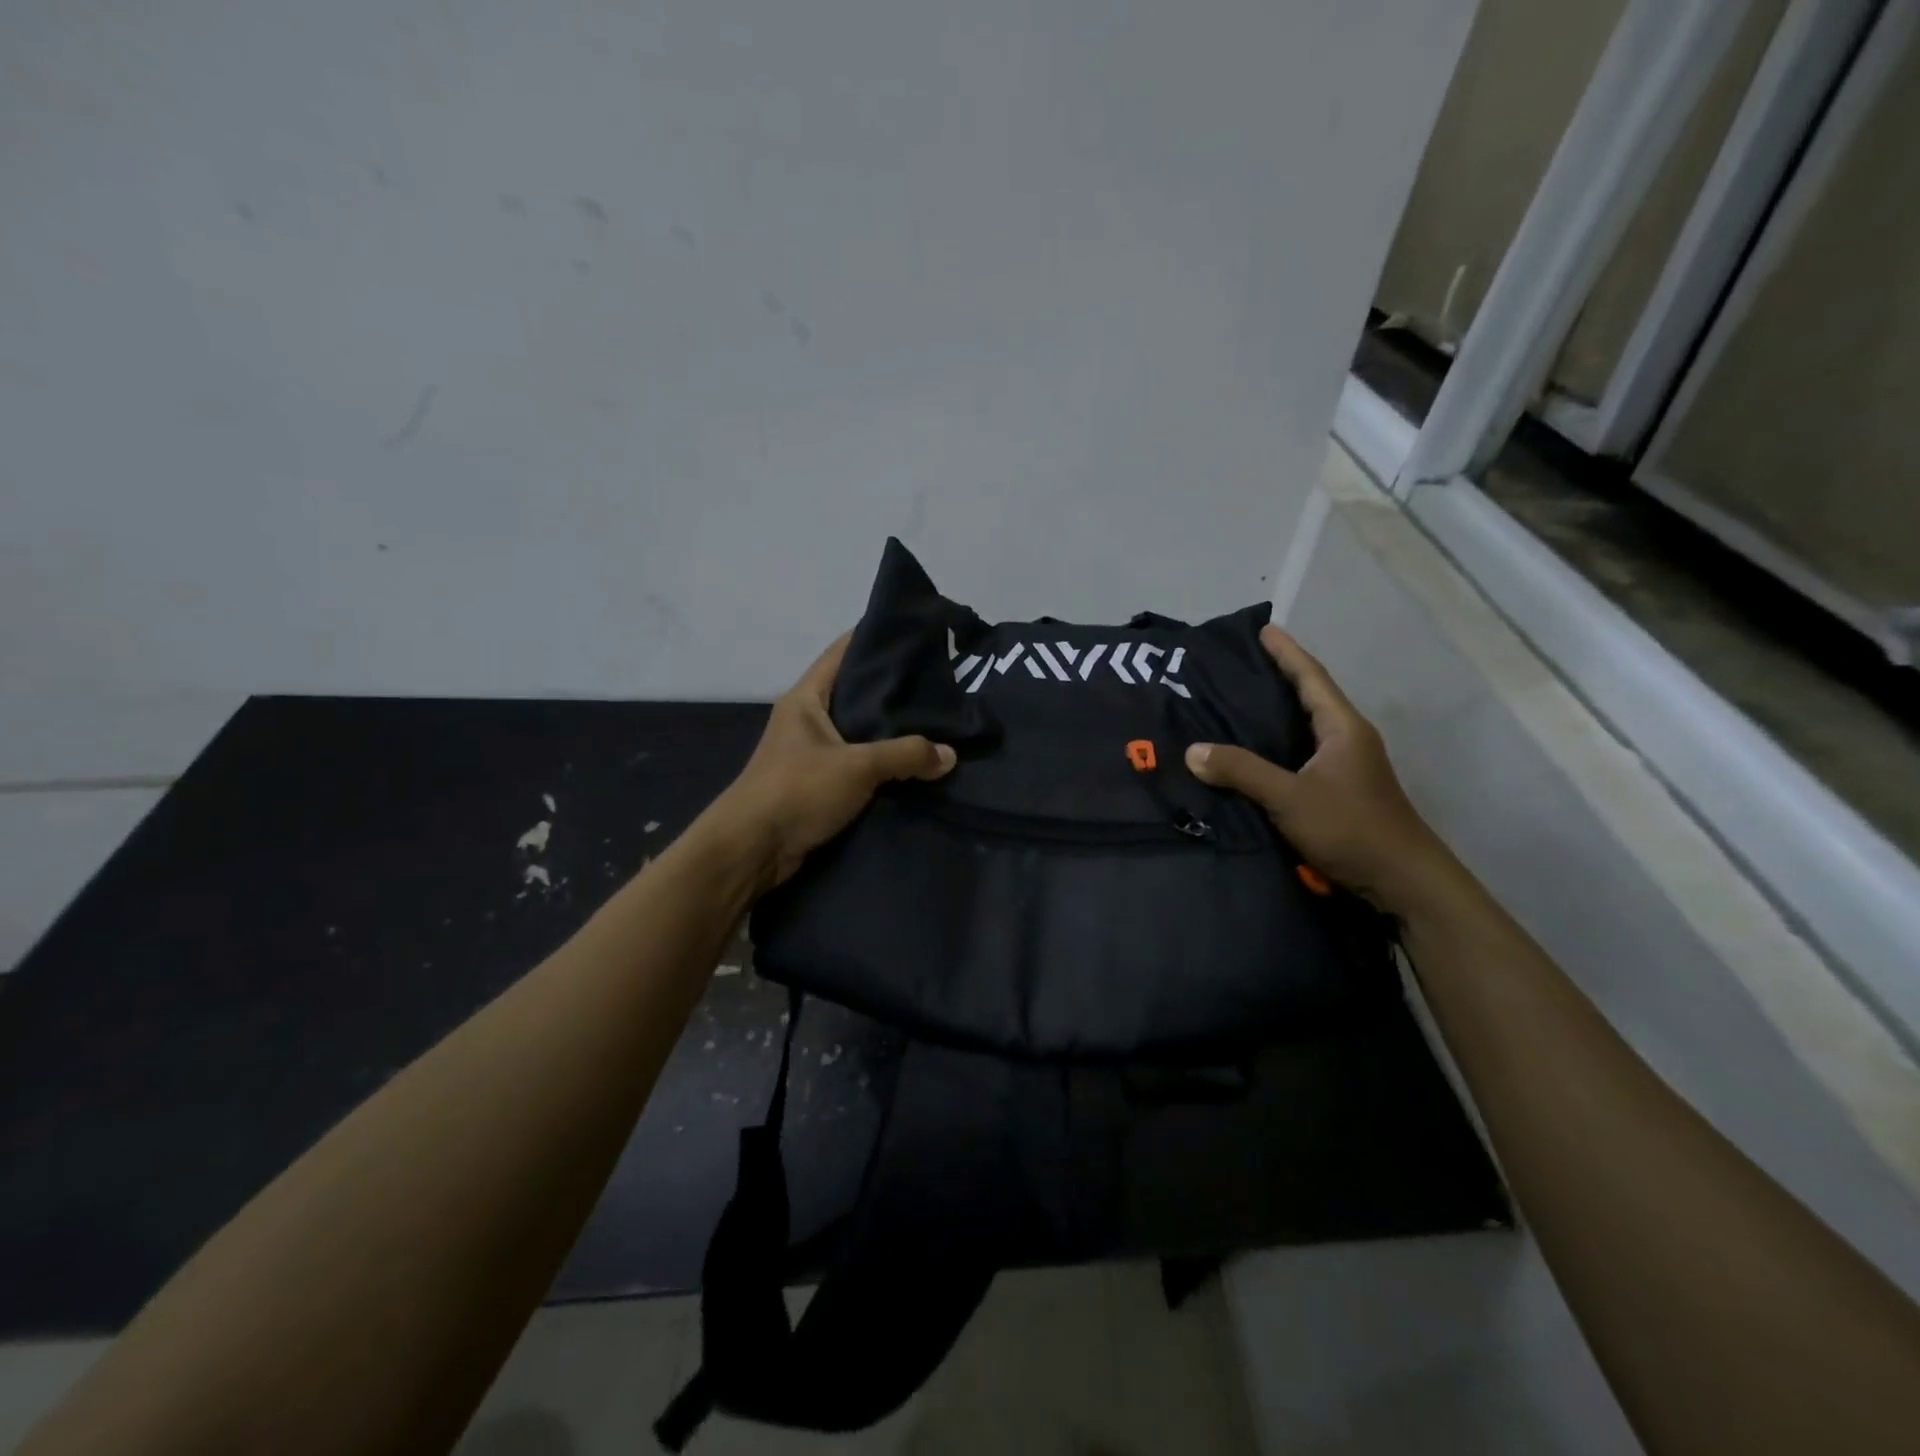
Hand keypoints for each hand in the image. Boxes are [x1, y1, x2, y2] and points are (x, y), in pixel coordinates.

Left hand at [707, 633, 956, 889]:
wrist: (753, 849)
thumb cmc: (797, 790)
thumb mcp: (856, 766)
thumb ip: (905, 755)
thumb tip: (949, 755)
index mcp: (806, 698)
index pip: (842, 653)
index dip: (874, 640)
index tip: (914, 635)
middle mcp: (807, 720)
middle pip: (855, 694)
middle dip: (892, 691)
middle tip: (938, 685)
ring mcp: (811, 754)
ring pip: (859, 733)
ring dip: (890, 733)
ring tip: (936, 724)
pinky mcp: (818, 786)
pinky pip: (858, 766)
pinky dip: (883, 766)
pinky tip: (914, 767)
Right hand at [1184, 625, 1453, 911]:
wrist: (1403, 881)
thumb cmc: (1351, 827)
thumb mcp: (1289, 797)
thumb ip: (1242, 771)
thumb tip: (1193, 750)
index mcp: (1343, 728)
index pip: (1311, 678)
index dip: (1286, 652)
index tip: (1264, 629)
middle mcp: (1348, 739)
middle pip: (1309, 697)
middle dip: (1278, 678)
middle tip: (1239, 665)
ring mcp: (1347, 766)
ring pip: (1305, 728)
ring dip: (1277, 713)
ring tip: (1238, 703)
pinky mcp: (1340, 790)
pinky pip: (1301, 754)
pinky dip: (1278, 744)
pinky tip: (1254, 753)